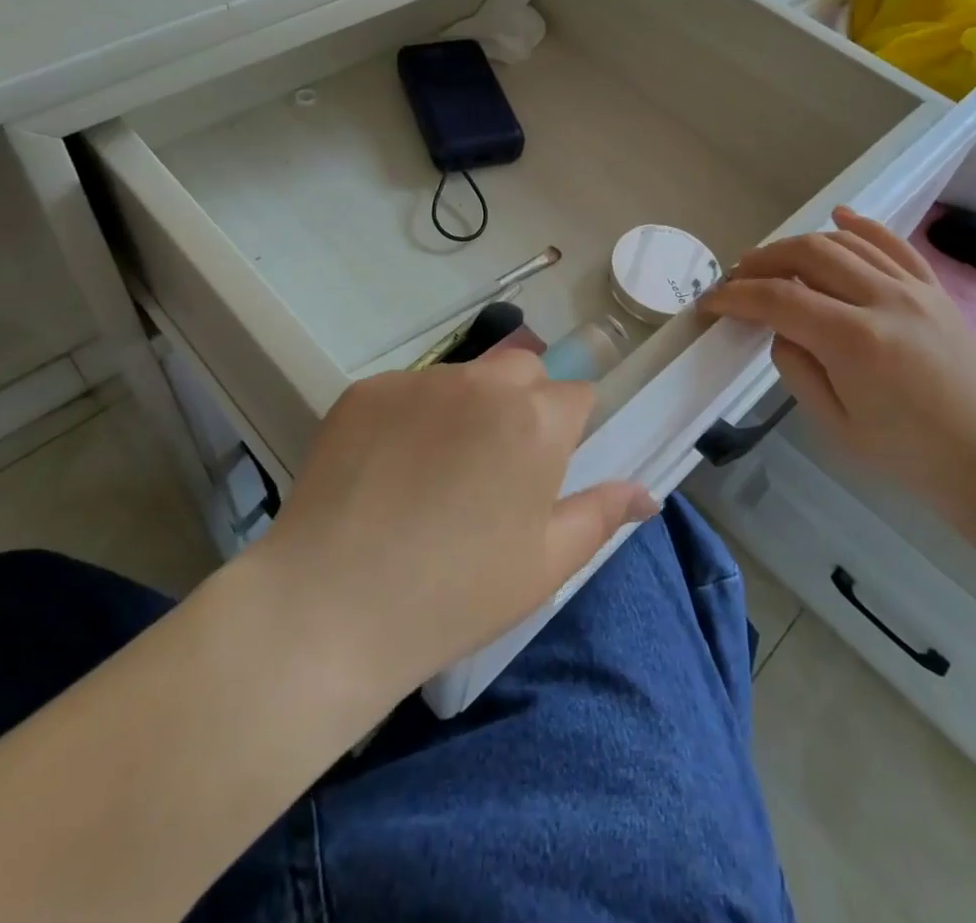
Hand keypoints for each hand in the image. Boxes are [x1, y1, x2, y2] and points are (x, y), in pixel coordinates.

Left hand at [254, 351, 656, 694]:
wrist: (330, 607)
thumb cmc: (455, 594)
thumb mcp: (544, 563)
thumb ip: (601, 514)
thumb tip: (646, 494)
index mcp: (535, 420)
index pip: (575, 393)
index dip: (568, 427)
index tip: (547, 466)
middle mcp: (481, 383)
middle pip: (522, 369)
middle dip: (524, 402)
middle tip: (496, 466)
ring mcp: (418, 381)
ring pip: (463, 377)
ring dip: (466, 407)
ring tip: (434, 474)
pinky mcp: (365, 389)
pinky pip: (407, 390)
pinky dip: (411, 416)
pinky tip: (387, 470)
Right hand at [700, 208, 975, 523]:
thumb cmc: (906, 454)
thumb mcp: (834, 423)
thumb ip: (796, 366)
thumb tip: (782, 326)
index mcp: (855, 341)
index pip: (779, 299)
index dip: (737, 296)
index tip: (711, 301)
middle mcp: (884, 300)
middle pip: (808, 254)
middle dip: (762, 260)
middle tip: (737, 277)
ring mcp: (915, 289)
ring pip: (844, 242)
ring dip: (799, 244)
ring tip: (773, 260)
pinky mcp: (935, 289)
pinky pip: (893, 243)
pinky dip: (860, 225)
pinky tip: (837, 217)